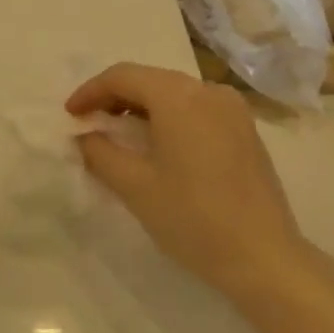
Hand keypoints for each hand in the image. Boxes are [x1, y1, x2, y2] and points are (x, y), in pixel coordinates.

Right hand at [67, 64, 306, 295]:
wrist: (264, 256)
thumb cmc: (192, 218)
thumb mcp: (134, 186)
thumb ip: (100, 152)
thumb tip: (85, 135)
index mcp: (178, 96)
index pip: (123, 76)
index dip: (90, 91)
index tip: (69, 115)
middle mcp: (208, 91)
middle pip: (150, 79)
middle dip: (115, 97)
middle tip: (89, 123)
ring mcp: (233, 109)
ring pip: (174, 93)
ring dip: (141, 107)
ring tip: (118, 133)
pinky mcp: (246, 130)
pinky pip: (197, 109)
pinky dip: (169, 117)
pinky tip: (158, 144)